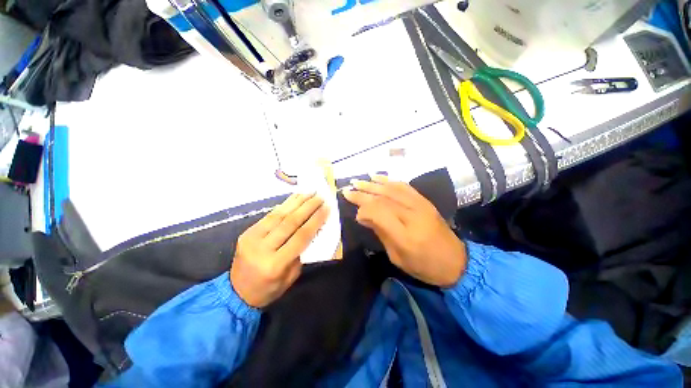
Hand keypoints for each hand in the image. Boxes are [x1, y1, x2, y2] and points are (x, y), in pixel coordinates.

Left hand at [230, 193, 329, 307]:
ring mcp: (252, 238)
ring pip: (279, 215)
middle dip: (308, 207)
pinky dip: (284, 205)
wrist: (236, 292)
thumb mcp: (291, 276)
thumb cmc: (269, 288)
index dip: (315, 220)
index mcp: (275, 264)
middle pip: (290, 222)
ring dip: (297, 202)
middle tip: (320, 196)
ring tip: (310, 192)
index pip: (301, 236)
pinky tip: (294, 198)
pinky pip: (269, 215)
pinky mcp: (247, 232)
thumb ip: (302, 253)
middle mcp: (263, 248)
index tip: (326, 208)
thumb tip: (312, 229)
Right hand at [343, 176, 465, 287]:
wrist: (456, 262)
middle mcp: (413, 215)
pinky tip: (378, 178)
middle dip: (363, 193)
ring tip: (358, 181)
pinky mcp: (425, 201)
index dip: (363, 209)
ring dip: (373, 184)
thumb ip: (380, 233)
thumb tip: (363, 216)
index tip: (356, 213)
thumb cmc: (424, 266)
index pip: (379, 212)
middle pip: (383, 198)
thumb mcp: (397, 257)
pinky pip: (404, 186)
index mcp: (405, 235)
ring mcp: (420, 205)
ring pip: (392, 189)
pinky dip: (389, 181)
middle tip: (348, 189)